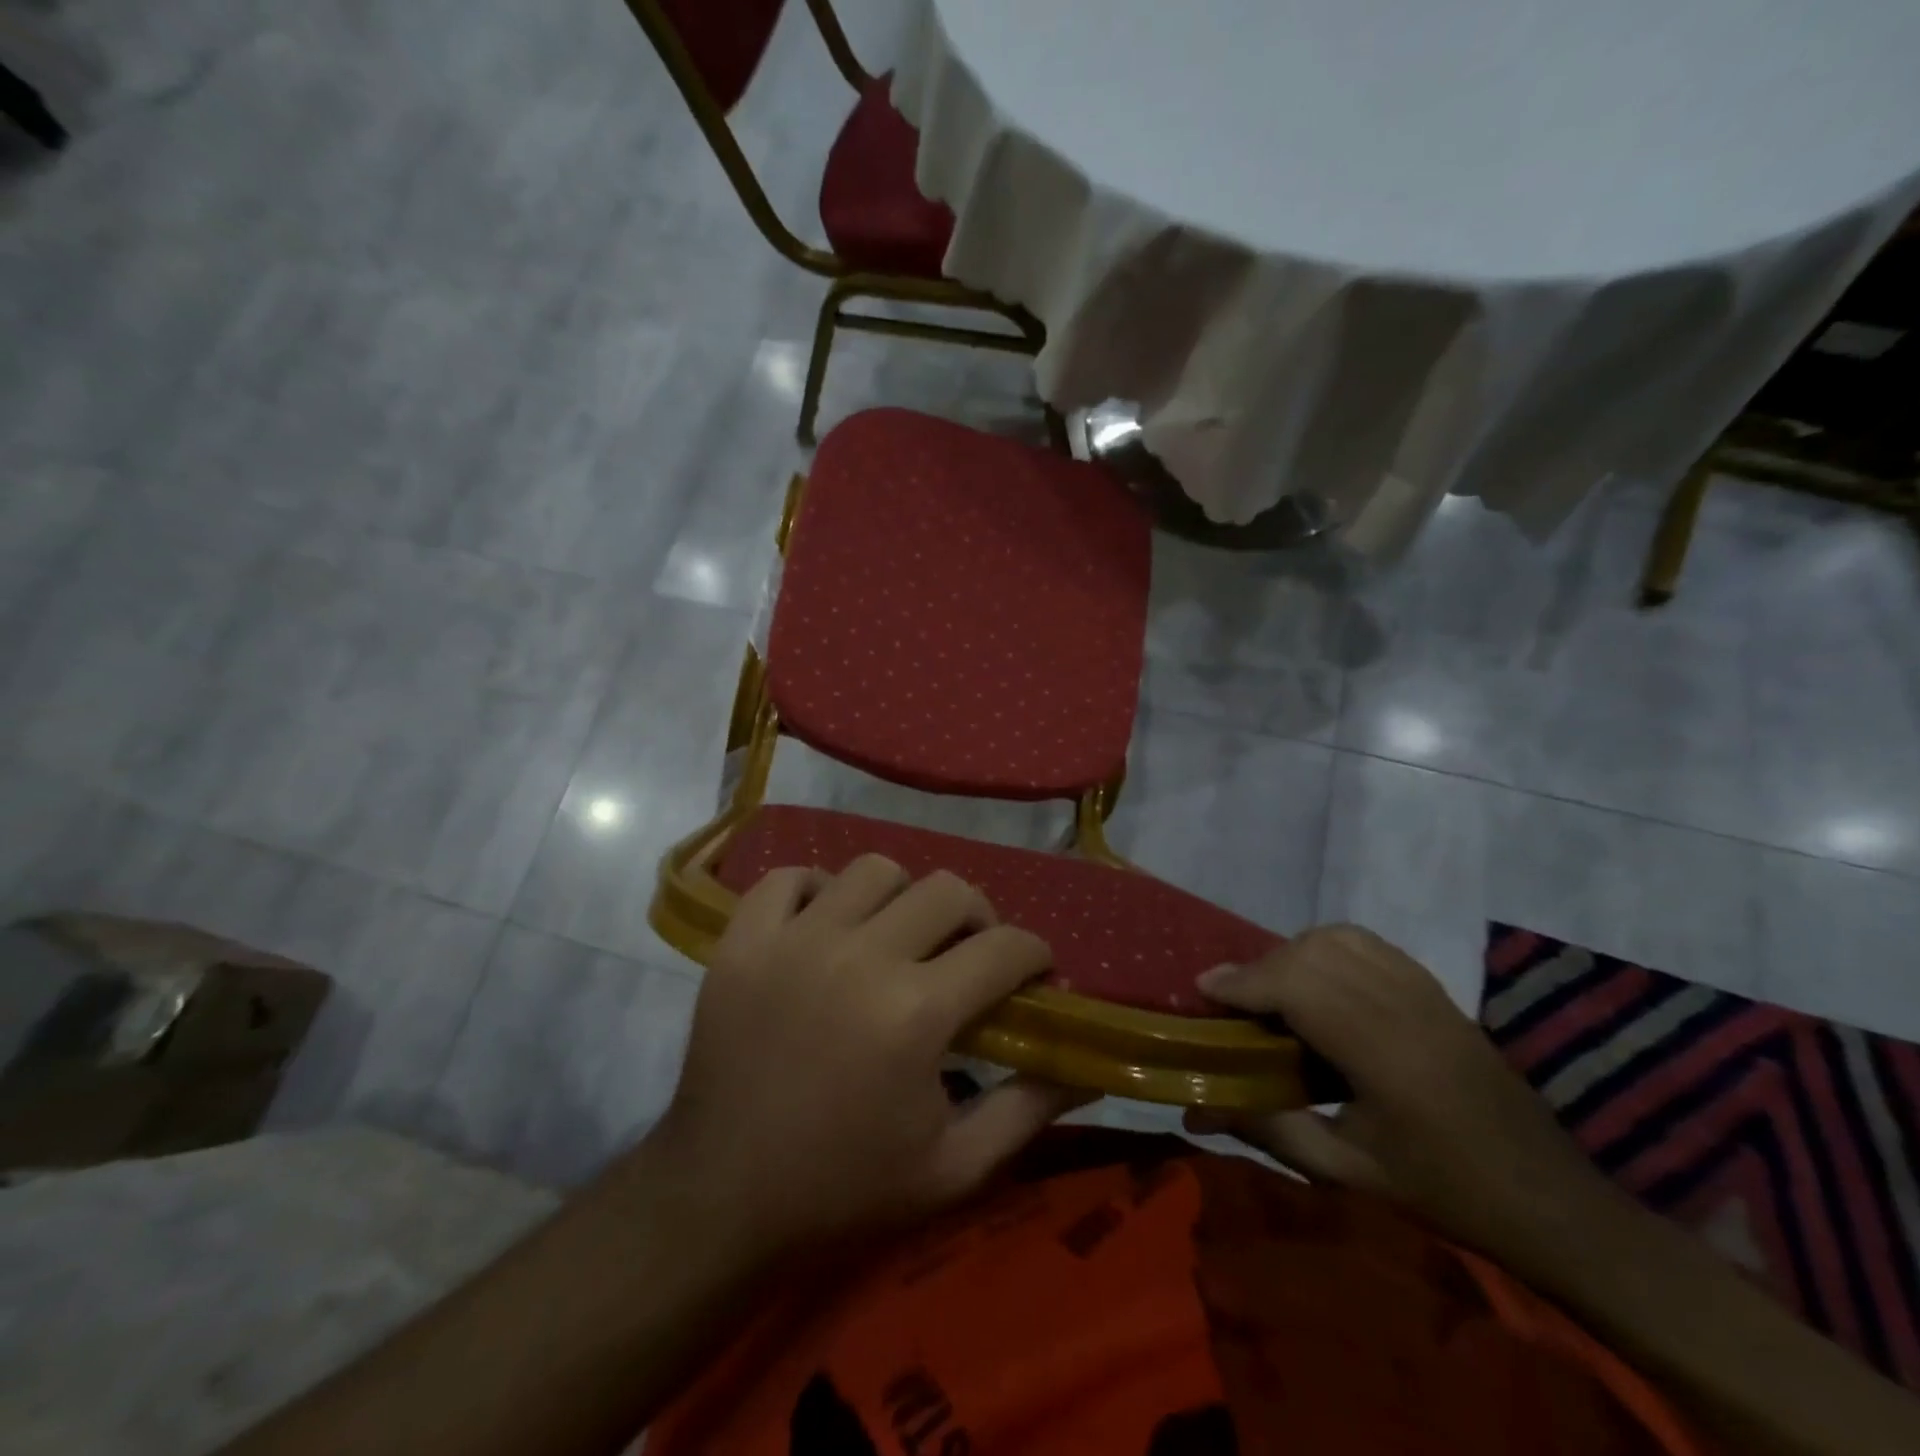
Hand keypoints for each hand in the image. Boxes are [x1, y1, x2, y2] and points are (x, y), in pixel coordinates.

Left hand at [646, 857, 1088, 1263]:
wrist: (721, 1199)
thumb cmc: (844, 1188)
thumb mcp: (953, 1169)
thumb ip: (1027, 1110)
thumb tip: (1085, 1068)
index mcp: (916, 1012)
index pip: (1006, 947)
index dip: (1035, 955)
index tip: (1034, 974)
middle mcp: (860, 956)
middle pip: (948, 889)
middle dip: (977, 918)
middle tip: (968, 954)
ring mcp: (794, 940)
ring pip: (873, 870)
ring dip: (901, 898)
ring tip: (895, 937)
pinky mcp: (742, 940)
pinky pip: (789, 877)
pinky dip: (816, 890)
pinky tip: (825, 926)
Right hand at [1185, 925, 1631, 1275]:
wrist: (1551, 1199)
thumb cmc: (1446, 1193)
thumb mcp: (1348, 1173)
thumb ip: (1269, 1131)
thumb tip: (1196, 1112)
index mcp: (1384, 1056)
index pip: (1300, 987)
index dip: (1244, 981)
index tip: (1203, 990)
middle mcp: (1404, 1008)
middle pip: (1313, 953)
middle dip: (1260, 967)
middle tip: (1232, 1000)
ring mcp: (1425, 992)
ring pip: (1339, 938)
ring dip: (1292, 953)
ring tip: (1272, 990)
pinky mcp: (1436, 989)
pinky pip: (1368, 944)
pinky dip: (1327, 948)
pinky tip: (1317, 981)